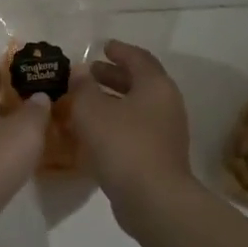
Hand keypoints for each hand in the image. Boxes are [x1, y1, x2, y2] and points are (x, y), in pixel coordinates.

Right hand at [70, 40, 196, 211]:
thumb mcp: (91, 109)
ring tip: (85, 102)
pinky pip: (135, 130)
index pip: (138, 58)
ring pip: (136, 108)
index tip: (103, 46)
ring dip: (112, 101)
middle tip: (90, 73)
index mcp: (155, 86)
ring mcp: (165, 133)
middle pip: (139, 82)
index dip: (119, 51)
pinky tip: (93, 132)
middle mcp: (166, 105)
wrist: (153, 199)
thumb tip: (81, 72)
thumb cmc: (122, 144)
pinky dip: (115, 123)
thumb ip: (83, 87)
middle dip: (113, 76)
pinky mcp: (159, 157)